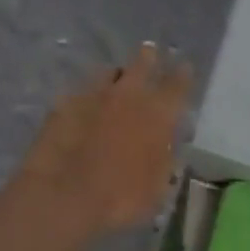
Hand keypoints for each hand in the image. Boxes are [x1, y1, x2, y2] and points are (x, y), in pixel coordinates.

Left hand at [16, 43, 190, 235]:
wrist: (65, 193)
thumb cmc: (121, 198)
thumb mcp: (157, 187)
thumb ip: (165, 158)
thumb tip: (168, 142)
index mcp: (158, 113)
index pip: (177, 85)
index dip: (182, 74)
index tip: (184, 66)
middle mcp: (129, 94)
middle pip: (142, 64)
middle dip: (148, 57)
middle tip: (149, 52)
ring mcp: (95, 93)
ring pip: (110, 72)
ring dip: (116, 75)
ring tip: (116, 77)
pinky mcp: (67, 101)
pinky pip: (82, 90)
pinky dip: (88, 95)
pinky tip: (84, 103)